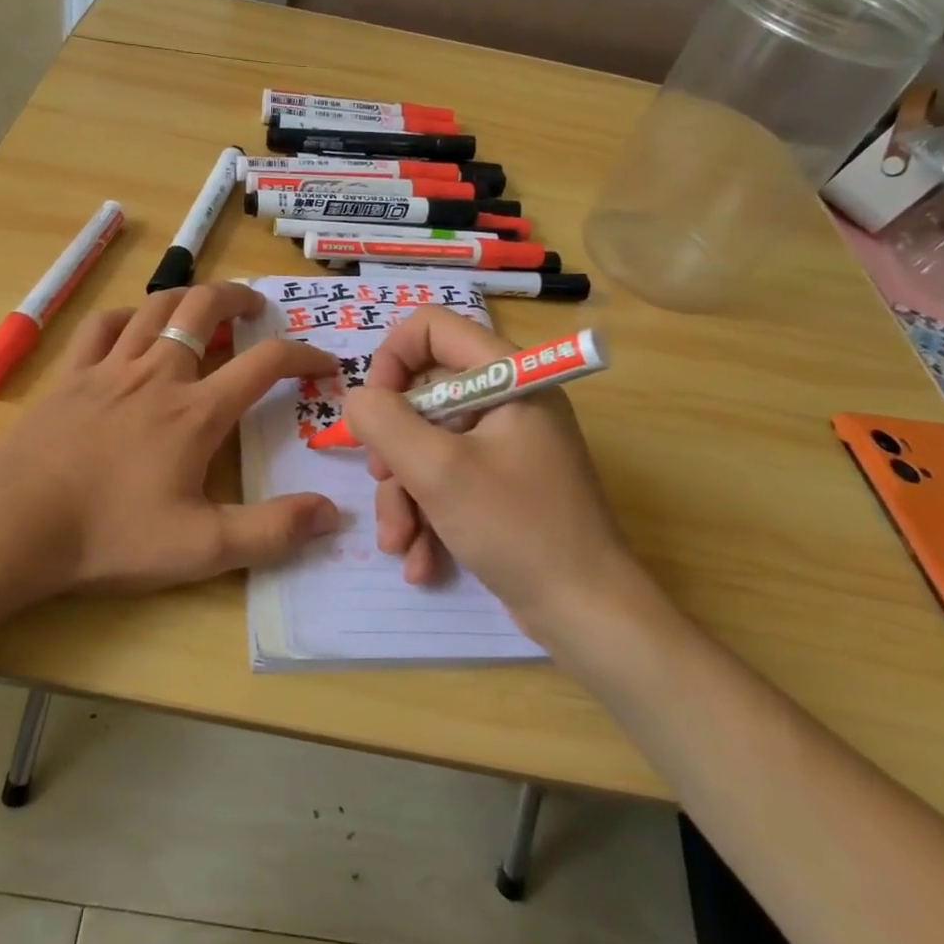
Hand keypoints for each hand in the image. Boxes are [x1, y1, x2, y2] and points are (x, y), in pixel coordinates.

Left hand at [0, 282, 340, 609]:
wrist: (12, 524)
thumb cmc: (109, 535)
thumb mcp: (201, 548)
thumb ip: (272, 532)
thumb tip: (333, 513)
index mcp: (196, 411)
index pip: (264, 363)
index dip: (303, 355)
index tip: (323, 362)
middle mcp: (158, 374)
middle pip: (204, 307)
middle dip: (238, 296)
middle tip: (256, 307)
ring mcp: (109, 369)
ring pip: (155, 307)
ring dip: (187, 297)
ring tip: (203, 306)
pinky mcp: (70, 376)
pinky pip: (102, 326)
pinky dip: (127, 316)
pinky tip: (134, 327)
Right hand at [340, 308, 653, 641]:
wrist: (586, 614)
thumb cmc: (517, 528)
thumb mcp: (438, 471)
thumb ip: (385, 422)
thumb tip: (358, 400)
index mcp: (508, 377)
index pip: (433, 328)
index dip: (392, 359)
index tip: (374, 409)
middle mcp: (507, 401)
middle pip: (423, 395)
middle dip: (394, 448)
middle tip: (384, 482)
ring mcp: (505, 446)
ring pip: (428, 446)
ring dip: (404, 495)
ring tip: (399, 542)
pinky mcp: (501, 486)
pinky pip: (447, 481)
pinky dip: (427, 516)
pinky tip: (421, 561)